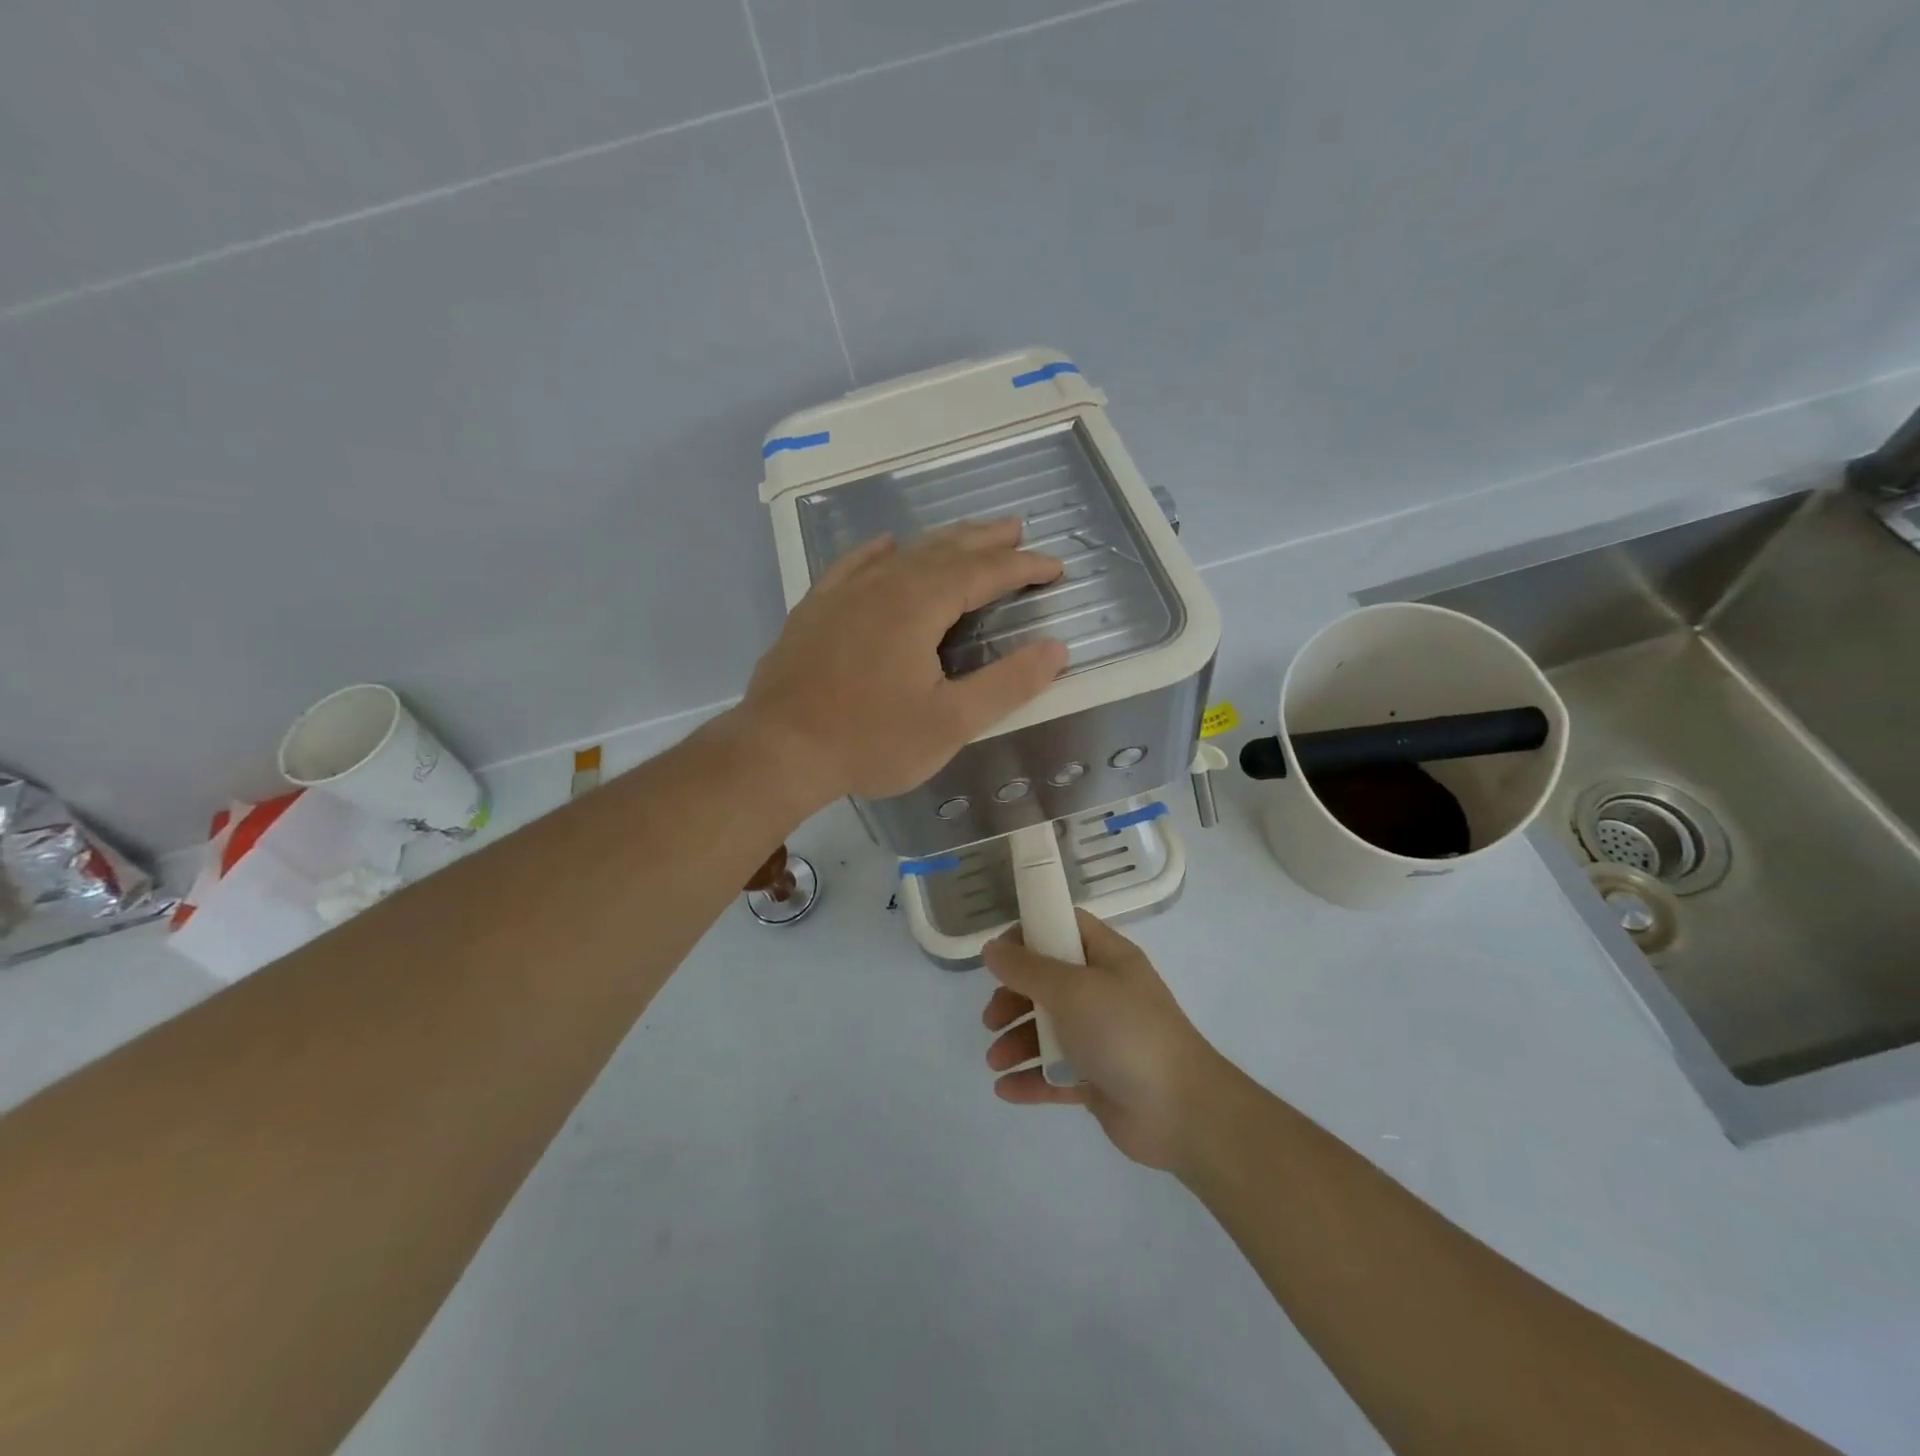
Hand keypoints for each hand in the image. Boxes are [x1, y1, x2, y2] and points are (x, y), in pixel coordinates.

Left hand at [734, 519, 1067, 809]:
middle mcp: (882, 585)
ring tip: (967, 536)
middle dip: (985, 541)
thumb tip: (1056, 649)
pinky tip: (885, 546)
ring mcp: (842, 594)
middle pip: (943, 550)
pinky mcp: (814, 610)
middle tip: (1016, 531)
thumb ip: (1007, 684)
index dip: (1023, 567)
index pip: (983, 573)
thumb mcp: (951, 723)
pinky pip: (853, 565)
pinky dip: (878, 552)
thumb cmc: (870, 741)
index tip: (1055, 566)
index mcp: (918, 605)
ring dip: (941, 542)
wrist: (777, 751)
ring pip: (902, 554)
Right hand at [981, 911, 1230, 1172]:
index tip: (999, 954)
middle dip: (1014, 998)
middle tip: (992, 1018)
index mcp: (1108, 958)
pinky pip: (1056, 1073)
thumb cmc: (1125, 1032)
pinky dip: (1031, 1079)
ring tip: (996, 1061)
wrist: (1181, 1112)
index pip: (1065, 928)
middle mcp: (1105, 993)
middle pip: (1048, 983)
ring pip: (1048, 1030)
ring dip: (1016, 1042)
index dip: (1030, 934)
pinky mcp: (1098, 1080)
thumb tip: (992, 948)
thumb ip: (1027, 969)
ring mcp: (1102, 1038)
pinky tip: (1006, 1089)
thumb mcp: (1073, 989)